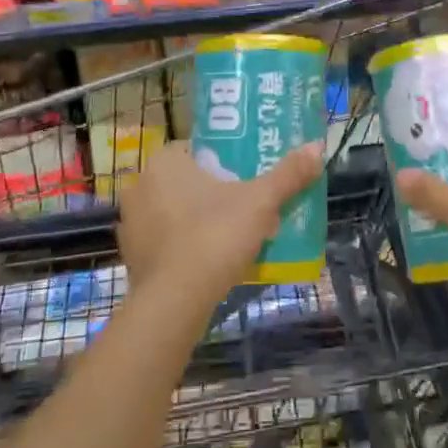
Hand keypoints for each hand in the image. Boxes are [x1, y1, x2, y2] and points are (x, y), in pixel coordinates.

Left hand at [117, 142, 324, 310]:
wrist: (175, 301)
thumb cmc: (215, 236)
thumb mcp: (260, 202)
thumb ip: (288, 174)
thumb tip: (317, 146)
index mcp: (165, 161)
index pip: (197, 150)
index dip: (223, 164)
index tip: (246, 181)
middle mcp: (141, 185)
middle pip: (186, 181)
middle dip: (212, 193)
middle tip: (243, 210)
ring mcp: (130, 222)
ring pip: (173, 211)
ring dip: (196, 220)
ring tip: (229, 238)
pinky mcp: (130, 255)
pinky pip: (163, 241)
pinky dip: (182, 247)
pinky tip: (206, 261)